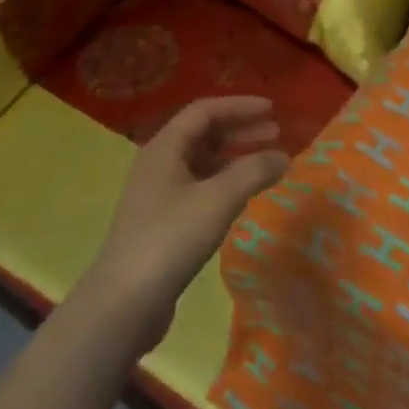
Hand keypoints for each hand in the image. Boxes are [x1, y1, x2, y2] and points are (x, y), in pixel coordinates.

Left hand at [80, 97, 288, 351]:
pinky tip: (243, 195)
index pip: (204, 111)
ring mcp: (159, 194)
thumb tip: (283, 157)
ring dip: (235, 157)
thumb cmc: (170, 239)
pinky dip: (225, 182)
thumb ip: (253, 172)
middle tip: (276, 133)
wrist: (124, 302)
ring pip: (202, 163)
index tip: (272, 110)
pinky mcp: (163, 222)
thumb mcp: (218, 199)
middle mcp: (159, 164)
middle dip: (240, 130)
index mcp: (165, 148)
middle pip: (203, 134)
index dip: (239, 106)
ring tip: (266, 164)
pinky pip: (200, 187)